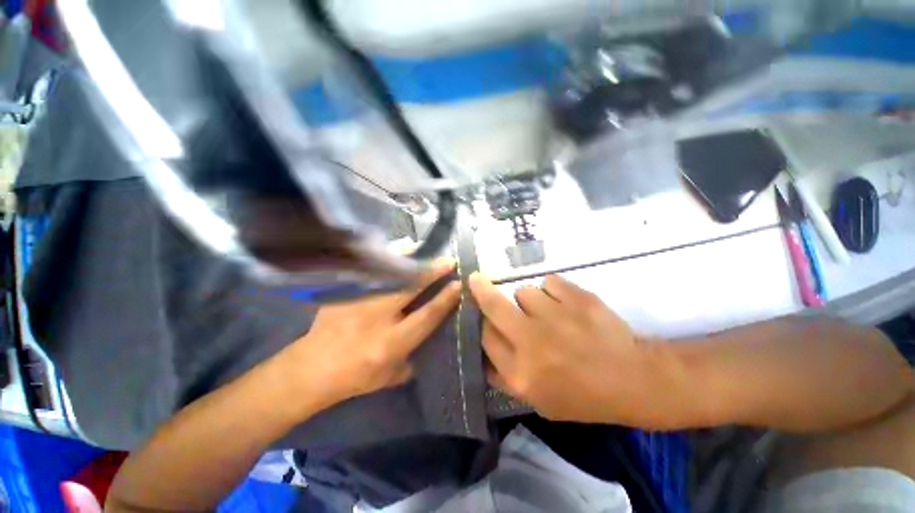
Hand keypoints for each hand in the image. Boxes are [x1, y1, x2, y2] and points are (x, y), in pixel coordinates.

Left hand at [278, 260, 461, 412]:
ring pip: (390, 274)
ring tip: (423, 249)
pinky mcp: (345, 293)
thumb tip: (430, 337)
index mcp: (392, 342)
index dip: (445, 299)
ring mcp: (359, 302)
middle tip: (449, 261)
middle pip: (411, 288)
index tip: (458, 284)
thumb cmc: (355, 376)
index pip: (427, 315)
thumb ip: (414, 358)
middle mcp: (378, 319)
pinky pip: (371, 271)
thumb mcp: (391, 377)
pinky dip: (386, 259)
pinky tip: (396, 251)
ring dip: (411, 260)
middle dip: (433, 272)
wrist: (311, 369)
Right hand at [469, 273, 685, 425]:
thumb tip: (481, 351)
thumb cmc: (582, 395)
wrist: (632, 379)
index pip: (484, 336)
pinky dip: (552, 290)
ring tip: (546, 311)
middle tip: (474, 279)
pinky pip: (549, 282)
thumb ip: (503, 377)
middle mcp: (532, 340)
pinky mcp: (577, 297)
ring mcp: (556, 316)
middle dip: (480, 290)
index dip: (481, 322)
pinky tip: (564, 303)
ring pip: (524, 291)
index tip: (482, 315)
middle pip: (493, 305)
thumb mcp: (537, 401)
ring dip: (529, 299)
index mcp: (521, 372)